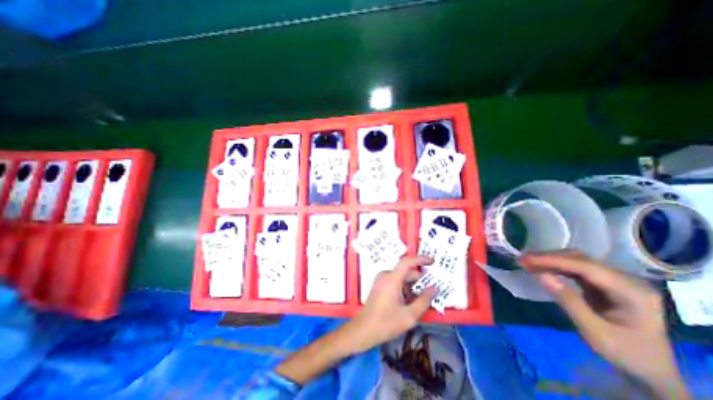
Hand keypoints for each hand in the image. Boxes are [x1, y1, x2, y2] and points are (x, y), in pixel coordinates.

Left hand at [342, 256, 436, 352]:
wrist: (364, 330)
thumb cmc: (386, 323)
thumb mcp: (409, 315)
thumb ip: (424, 300)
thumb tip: (434, 289)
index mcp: (392, 278)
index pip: (407, 262)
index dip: (421, 259)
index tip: (433, 261)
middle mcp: (386, 275)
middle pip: (406, 272)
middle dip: (419, 279)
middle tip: (432, 289)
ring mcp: (381, 280)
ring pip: (401, 278)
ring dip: (412, 286)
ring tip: (423, 299)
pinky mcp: (380, 285)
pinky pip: (395, 282)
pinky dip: (404, 288)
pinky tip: (410, 301)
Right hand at [523, 252, 686, 398]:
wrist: (649, 372)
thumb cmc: (625, 355)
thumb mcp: (595, 332)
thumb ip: (568, 301)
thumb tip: (540, 275)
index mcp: (632, 291)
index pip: (586, 267)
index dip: (553, 260)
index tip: (526, 259)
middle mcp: (626, 280)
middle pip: (581, 259)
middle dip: (549, 258)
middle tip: (522, 260)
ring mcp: (615, 280)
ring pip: (576, 261)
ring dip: (550, 260)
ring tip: (527, 262)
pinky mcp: (603, 284)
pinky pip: (575, 269)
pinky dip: (555, 267)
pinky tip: (541, 269)